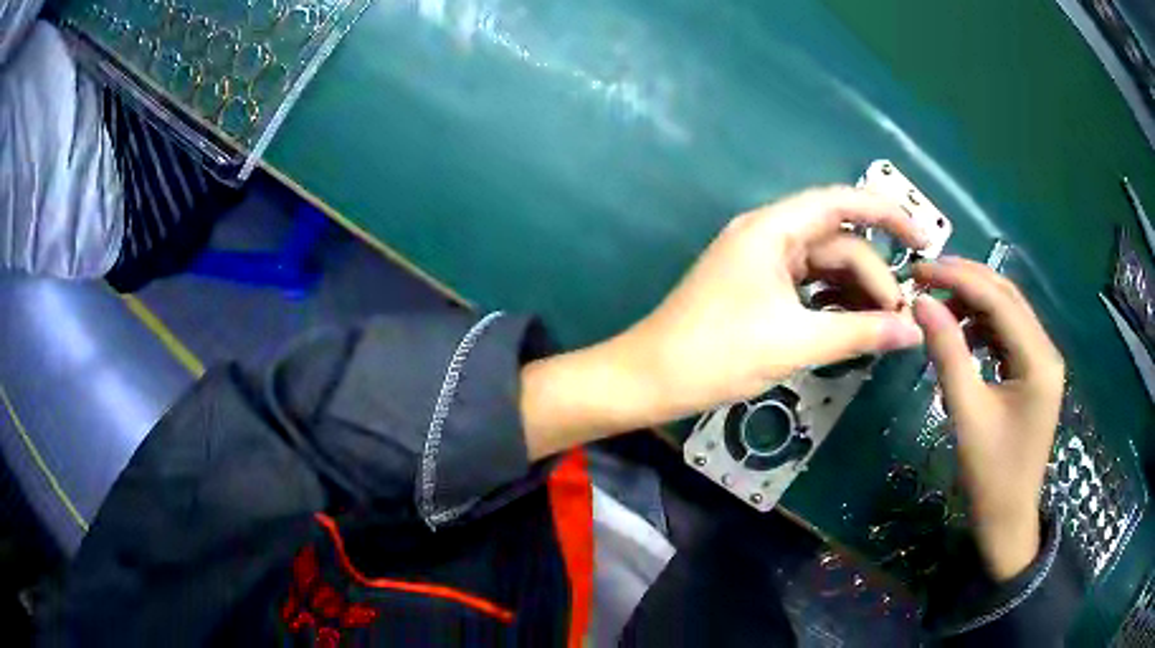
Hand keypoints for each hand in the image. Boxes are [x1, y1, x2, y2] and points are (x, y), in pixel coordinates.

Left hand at [614, 185, 927, 416]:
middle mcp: (769, 236)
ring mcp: (762, 264)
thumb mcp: (796, 341)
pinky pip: (808, 288)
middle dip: (874, 276)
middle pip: (838, 242)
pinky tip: (856, 326)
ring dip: (857, 292)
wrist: (650, 379)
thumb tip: (913, 331)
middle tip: (901, 320)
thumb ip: (860, 332)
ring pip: (825, 267)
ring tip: (886, 326)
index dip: (886, 213)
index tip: (923, 240)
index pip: (841, 202)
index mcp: (773, 229)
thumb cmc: (717, 353)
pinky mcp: (758, 291)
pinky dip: (834, 304)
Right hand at [912, 258, 1064, 580]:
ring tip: (938, 306)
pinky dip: (983, 326)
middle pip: (1007, 296)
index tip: (920, 270)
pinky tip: (962, 335)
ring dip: (974, 302)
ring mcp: (1042, 361)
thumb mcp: (967, 414)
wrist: (1008, 519)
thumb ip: (948, 355)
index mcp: (1038, 359)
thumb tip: (922, 304)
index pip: (999, 300)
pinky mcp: (1033, 373)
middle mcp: (1046, 350)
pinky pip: (1008, 335)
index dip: (959, 278)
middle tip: (925, 277)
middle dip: (967, 281)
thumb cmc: (991, 475)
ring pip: (1008, 312)